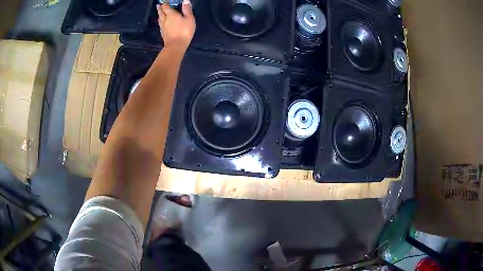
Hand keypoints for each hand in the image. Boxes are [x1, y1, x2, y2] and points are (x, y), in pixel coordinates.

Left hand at [157, 1, 195, 51]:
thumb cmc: (184, 31)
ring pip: (159, 18)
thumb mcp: (189, 18)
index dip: (165, 3)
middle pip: (161, 12)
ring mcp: (162, 27)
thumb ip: (187, 9)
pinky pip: (160, 24)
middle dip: (160, 8)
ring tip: (159, 12)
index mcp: (170, 14)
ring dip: (159, 14)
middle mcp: (164, 19)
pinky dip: (160, 21)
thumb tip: (185, 0)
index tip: (165, 1)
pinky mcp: (163, 33)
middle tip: (158, 5)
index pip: (166, 7)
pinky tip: (161, 22)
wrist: (176, 46)